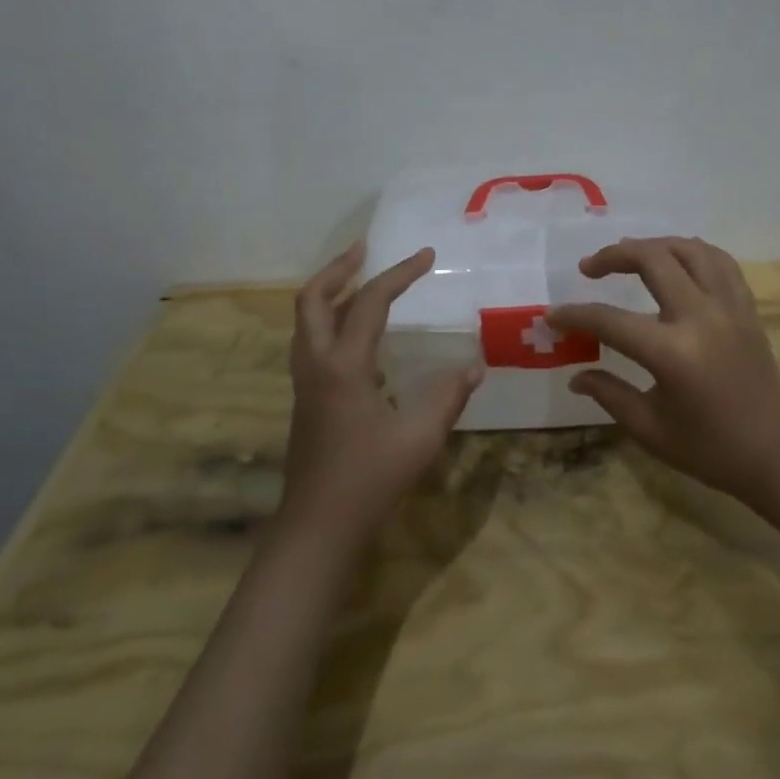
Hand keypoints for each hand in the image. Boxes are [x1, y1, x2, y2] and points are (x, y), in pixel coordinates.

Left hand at [280, 243, 482, 547]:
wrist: (317, 528)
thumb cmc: (369, 481)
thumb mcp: (420, 438)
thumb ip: (449, 397)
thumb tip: (475, 366)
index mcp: (344, 366)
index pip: (370, 303)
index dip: (400, 274)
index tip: (427, 256)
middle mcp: (316, 365)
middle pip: (312, 298)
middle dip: (339, 268)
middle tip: (367, 250)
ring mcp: (305, 382)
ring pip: (305, 320)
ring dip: (330, 292)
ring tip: (362, 281)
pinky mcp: (304, 399)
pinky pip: (310, 341)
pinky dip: (329, 319)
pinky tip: (358, 334)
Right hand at [549, 237, 779, 506]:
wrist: (776, 454)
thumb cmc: (709, 449)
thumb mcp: (650, 428)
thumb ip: (609, 394)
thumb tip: (575, 376)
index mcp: (672, 353)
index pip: (610, 321)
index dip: (576, 315)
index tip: (553, 315)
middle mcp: (701, 317)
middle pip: (652, 260)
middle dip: (613, 256)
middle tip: (589, 268)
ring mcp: (729, 307)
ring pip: (689, 250)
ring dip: (654, 245)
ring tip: (630, 255)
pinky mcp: (747, 308)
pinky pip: (720, 261)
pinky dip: (693, 251)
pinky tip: (676, 259)